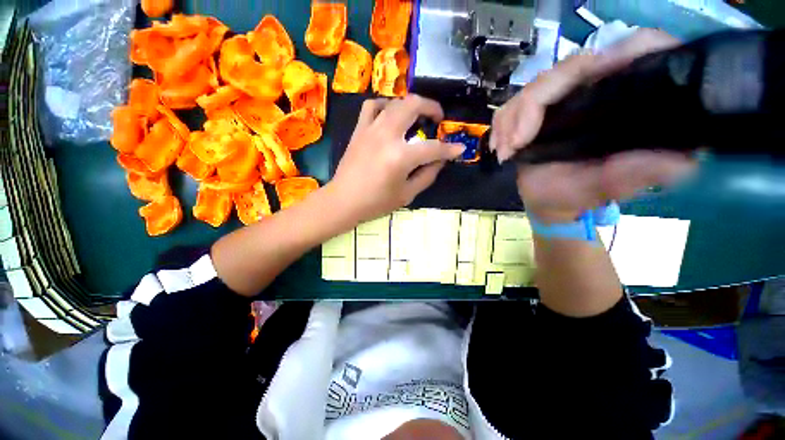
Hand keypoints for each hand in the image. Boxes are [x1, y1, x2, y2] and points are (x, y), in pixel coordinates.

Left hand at [327, 95, 464, 223]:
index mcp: (401, 157)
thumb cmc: (376, 203)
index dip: (450, 149)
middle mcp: (387, 136)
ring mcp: (371, 129)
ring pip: (395, 102)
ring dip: (410, 104)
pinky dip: (384, 105)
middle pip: (413, 105)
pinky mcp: (359, 130)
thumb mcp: (407, 194)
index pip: (433, 148)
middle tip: (437, 118)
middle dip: (432, 107)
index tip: (459, 148)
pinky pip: (371, 106)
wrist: (344, 201)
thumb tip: (440, 160)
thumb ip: (427, 175)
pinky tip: (390, 114)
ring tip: (416, 115)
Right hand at [491, 29, 696, 222]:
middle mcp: (597, 88)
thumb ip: (639, 173)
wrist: (548, 201)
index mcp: (627, 99)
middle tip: (514, 145)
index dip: (616, 55)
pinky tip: (500, 147)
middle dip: (531, 106)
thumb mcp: (610, 187)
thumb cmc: (579, 195)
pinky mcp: (537, 110)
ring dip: (511, 119)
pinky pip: (513, 104)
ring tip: (505, 152)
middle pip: (568, 68)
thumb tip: (684, 160)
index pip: (635, 50)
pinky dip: (501, 124)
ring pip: (534, 86)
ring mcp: (563, 97)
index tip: (578, 91)